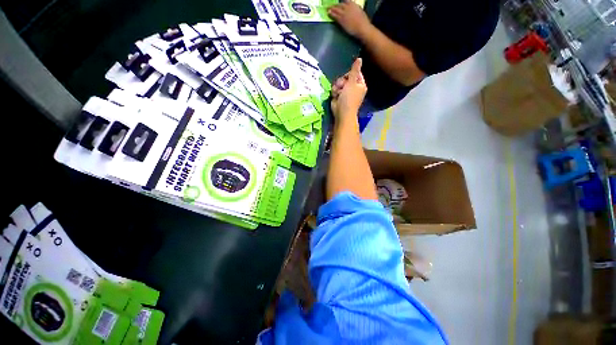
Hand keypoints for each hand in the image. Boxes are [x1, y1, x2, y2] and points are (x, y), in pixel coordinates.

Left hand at [328, 1, 371, 38]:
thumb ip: (355, 9)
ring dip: (331, 9)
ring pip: (336, 9)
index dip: (341, 3)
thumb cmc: (363, 21)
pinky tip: (328, 13)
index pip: (345, 1)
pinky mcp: (341, 20)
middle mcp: (347, 7)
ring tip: (328, 9)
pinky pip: (335, 16)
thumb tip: (352, 10)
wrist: (362, 28)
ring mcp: (344, 13)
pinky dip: (331, 14)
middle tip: (330, 6)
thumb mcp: (360, 11)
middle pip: (339, 5)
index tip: (339, 4)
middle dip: (335, 5)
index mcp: (353, 4)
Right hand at [331, 58, 366, 119]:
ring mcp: (346, 92)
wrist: (342, 113)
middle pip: (345, 77)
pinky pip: (335, 89)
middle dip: (342, 81)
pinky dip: (335, 92)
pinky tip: (335, 96)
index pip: (355, 73)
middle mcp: (354, 88)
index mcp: (360, 84)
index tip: (347, 78)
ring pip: (339, 83)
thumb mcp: (352, 82)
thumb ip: (354, 70)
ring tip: (338, 93)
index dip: (349, 74)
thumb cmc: (349, 98)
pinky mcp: (339, 96)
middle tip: (341, 87)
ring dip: (337, 87)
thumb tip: (359, 58)